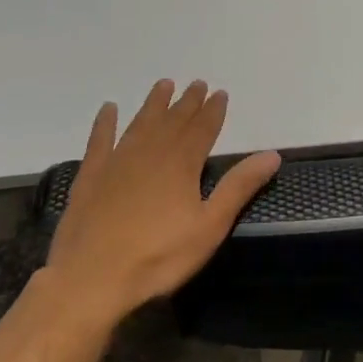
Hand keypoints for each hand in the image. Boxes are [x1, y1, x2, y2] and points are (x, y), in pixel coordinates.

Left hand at [42, 79, 279, 329]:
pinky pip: (100, 140)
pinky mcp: (91, 175)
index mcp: (182, 163)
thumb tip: (272, 154)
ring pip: (141, 123)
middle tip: (197, 83)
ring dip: (154, 104)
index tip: (220, 92)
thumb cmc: (158, 256)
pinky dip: (105, 123)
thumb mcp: (209, 226)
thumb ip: (239, 187)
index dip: (213, 110)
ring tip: (164, 85)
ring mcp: (118, 161)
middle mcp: (151, 152)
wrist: (91, 278)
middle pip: (174, 120)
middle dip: (188, 102)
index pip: (203, 128)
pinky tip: (109, 108)